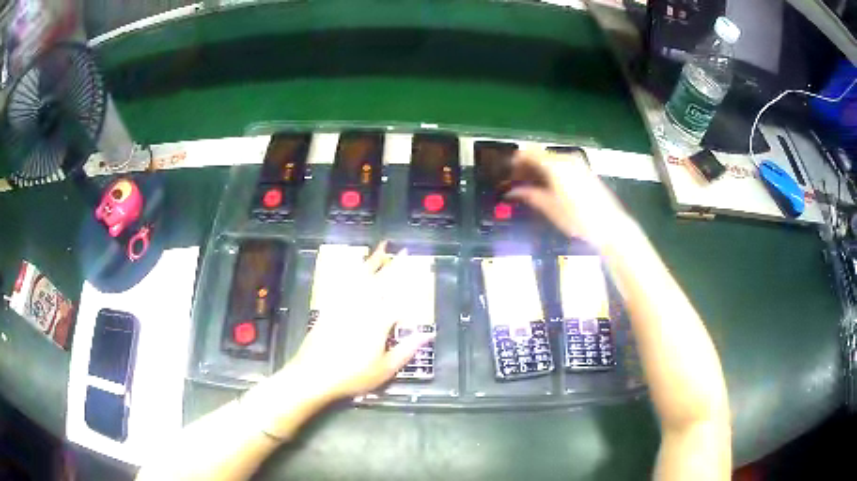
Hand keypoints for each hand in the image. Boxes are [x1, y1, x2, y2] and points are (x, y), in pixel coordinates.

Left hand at [284, 242, 433, 401]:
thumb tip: (426, 335)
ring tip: (379, 251)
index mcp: (378, 322)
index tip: (418, 269)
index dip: (408, 281)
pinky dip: (350, 275)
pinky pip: (342, 286)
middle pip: (380, 282)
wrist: (313, 374)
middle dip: (392, 265)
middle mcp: (361, 308)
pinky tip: (353, 271)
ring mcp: (343, 306)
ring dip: (372, 264)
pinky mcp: (329, 309)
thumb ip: (406, 351)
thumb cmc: (352, 375)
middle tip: (401, 251)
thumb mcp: (384, 369)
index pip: (398, 296)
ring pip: (361, 279)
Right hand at [506, 150, 628, 246]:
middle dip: (527, 166)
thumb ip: (529, 195)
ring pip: (551, 159)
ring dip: (539, 169)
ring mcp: (577, 163)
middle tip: (517, 183)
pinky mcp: (584, 170)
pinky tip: (549, 187)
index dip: (516, 162)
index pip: (528, 153)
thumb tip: (512, 191)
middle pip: (540, 154)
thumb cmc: (578, 218)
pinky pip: (561, 164)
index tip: (508, 174)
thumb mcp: (550, 208)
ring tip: (532, 187)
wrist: (609, 225)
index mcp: (555, 165)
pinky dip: (551, 171)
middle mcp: (566, 158)